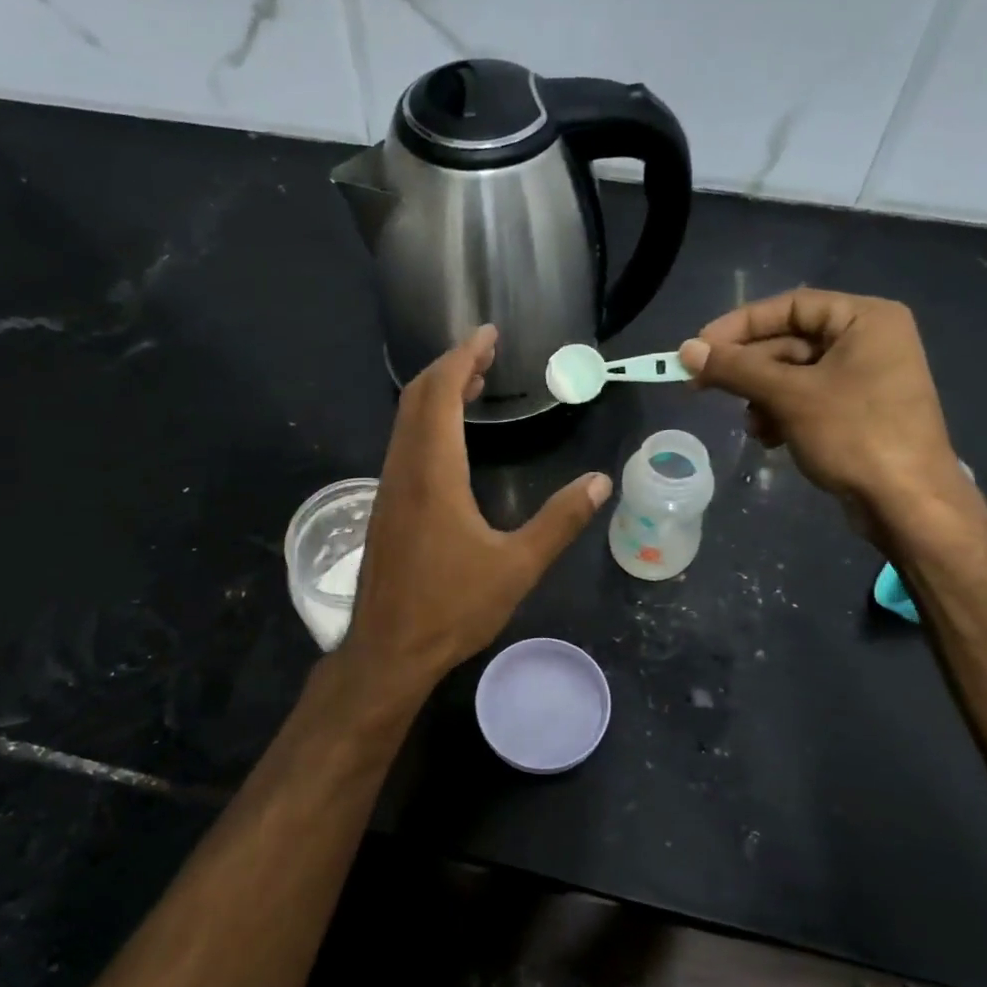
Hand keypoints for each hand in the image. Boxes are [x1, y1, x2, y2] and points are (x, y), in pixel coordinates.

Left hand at [340, 326, 610, 693]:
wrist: (388, 651)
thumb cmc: (452, 607)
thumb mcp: (517, 566)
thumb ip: (560, 521)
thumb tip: (601, 482)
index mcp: (433, 473)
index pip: (440, 393)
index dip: (463, 357)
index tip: (488, 335)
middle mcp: (403, 470)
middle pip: (417, 397)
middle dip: (450, 367)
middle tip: (486, 354)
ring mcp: (389, 489)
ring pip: (405, 422)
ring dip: (436, 395)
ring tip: (473, 386)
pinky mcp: (385, 509)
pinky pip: (403, 446)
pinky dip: (426, 424)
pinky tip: (450, 441)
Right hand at [678, 289, 975, 542]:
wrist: (909, 503)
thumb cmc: (855, 435)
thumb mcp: (789, 397)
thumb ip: (736, 369)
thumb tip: (686, 351)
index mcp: (865, 319)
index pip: (790, 306)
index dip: (739, 325)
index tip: (698, 348)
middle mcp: (868, 340)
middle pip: (790, 341)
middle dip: (748, 369)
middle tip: (702, 386)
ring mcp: (865, 378)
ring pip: (793, 375)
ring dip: (762, 397)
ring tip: (752, 426)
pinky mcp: (858, 412)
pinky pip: (807, 400)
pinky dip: (782, 415)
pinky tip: (770, 438)